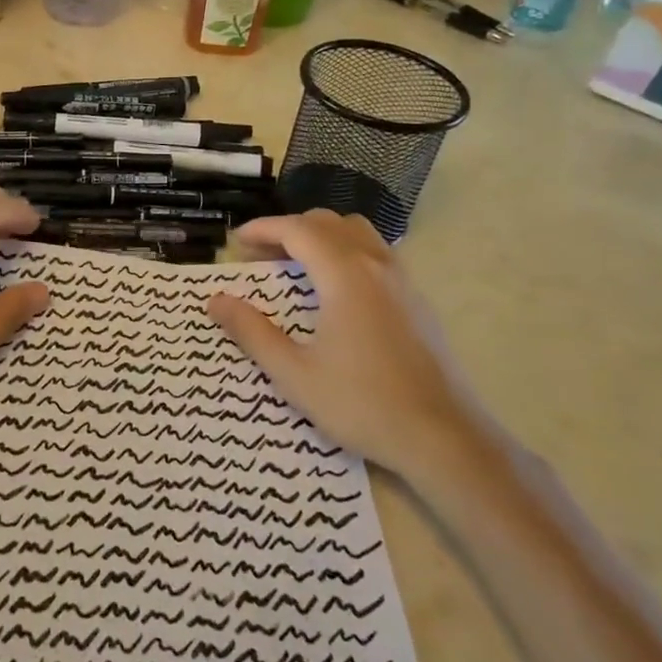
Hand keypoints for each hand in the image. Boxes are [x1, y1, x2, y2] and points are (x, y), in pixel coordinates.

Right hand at [207, 210, 485, 476]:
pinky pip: (375, 253)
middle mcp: (376, 265)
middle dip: (288, 230)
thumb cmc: (364, 404)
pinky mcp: (417, 300)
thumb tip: (215, 301)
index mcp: (345, 276)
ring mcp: (402, 280)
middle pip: (327, 222)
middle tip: (260, 257)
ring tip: (296, 266)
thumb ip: (252, 332)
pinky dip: (345, 252)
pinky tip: (335, 290)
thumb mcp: (295, 374)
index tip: (236, 242)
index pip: (297, 230)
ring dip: (321, 237)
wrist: (446, 438)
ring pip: (357, 233)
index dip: (263, 229)